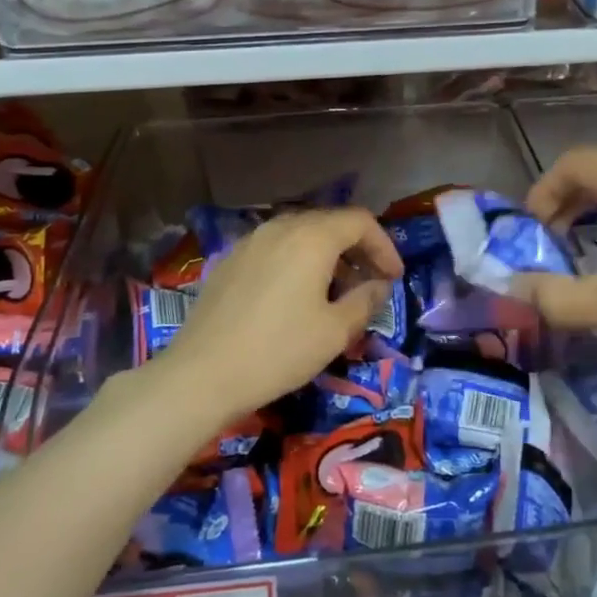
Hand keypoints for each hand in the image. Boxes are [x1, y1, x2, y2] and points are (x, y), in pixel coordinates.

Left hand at [153, 207, 404, 423]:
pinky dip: (298, 262)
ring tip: (337, 292)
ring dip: (328, 256)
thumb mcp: (335, 331)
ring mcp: (251, 242)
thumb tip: (379, 285)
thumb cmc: (279, 351)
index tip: (394, 278)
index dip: (384, 246)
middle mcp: (280, 228)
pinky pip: (276, 249)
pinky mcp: (230, 261)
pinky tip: (297, 297)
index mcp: (311, 238)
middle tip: (372, 283)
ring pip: (301, 235)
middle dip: (358, 249)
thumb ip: (365, 300)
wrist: (202, 374)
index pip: (360, 221)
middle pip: (330, 223)